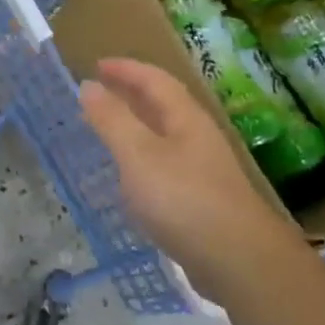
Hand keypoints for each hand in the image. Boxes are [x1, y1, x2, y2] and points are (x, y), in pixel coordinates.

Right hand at [81, 57, 299, 299]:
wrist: (236, 258)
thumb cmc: (183, 199)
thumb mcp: (138, 155)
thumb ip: (112, 120)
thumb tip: (89, 85)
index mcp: (185, 118)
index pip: (154, 79)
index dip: (125, 69)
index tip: (96, 65)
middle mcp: (197, 136)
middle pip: (163, 104)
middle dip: (131, 94)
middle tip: (99, 94)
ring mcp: (202, 168)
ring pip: (164, 135)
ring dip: (136, 126)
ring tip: (108, 132)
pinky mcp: (201, 199)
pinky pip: (165, 165)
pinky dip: (142, 159)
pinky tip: (131, 179)